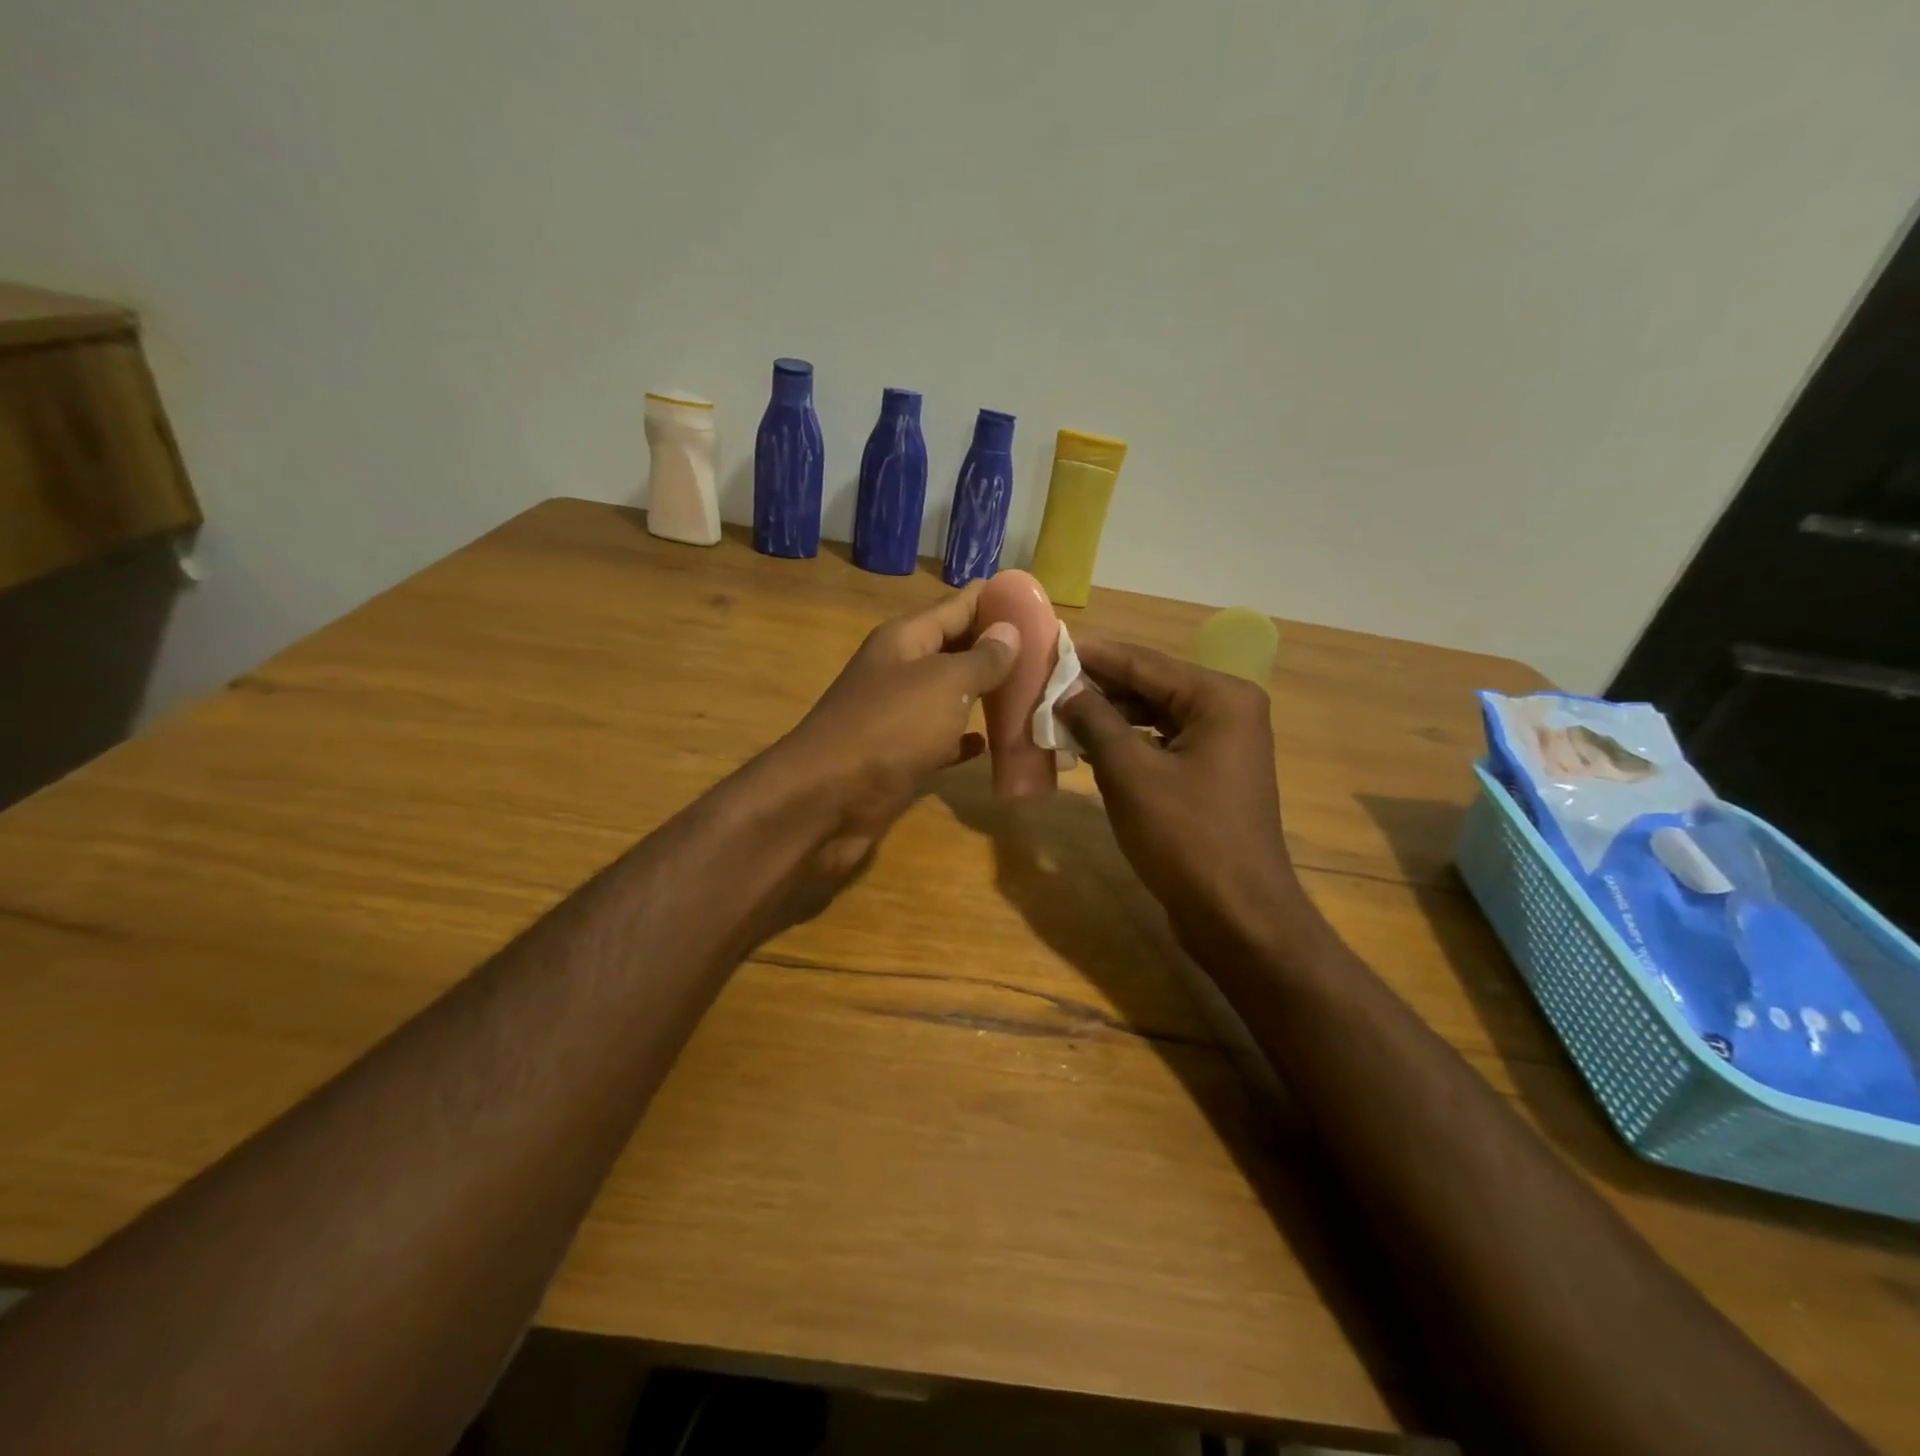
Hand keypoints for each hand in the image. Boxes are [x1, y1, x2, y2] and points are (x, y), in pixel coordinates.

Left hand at [752, 583, 1020, 895]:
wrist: (828, 799)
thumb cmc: (890, 728)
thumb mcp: (944, 683)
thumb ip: (981, 658)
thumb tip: (1010, 630)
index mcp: (907, 639)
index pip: (958, 605)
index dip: (996, 600)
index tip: (1039, 604)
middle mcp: (901, 670)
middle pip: (956, 649)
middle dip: (999, 649)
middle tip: (1048, 655)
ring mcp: (898, 715)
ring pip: (951, 695)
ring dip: (986, 695)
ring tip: (1033, 694)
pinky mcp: (900, 755)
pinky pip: (940, 739)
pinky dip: (964, 739)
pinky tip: (990, 744)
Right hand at [1056, 639, 1308, 956]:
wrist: (1237, 915)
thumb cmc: (1185, 837)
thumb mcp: (1130, 773)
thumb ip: (1095, 721)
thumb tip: (1064, 688)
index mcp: (1220, 698)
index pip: (1144, 663)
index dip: (1093, 656)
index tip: (1047, 645)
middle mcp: (1227, 711)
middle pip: (1151, 686)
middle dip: (1098, 688)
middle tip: (1043, 684)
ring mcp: (1222, 745)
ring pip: (1153, 716)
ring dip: (1108, 717)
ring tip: (1056, 714)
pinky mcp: (1210, 775)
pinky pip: (1160, 744)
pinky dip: (1125, 743)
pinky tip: (1087, 747)